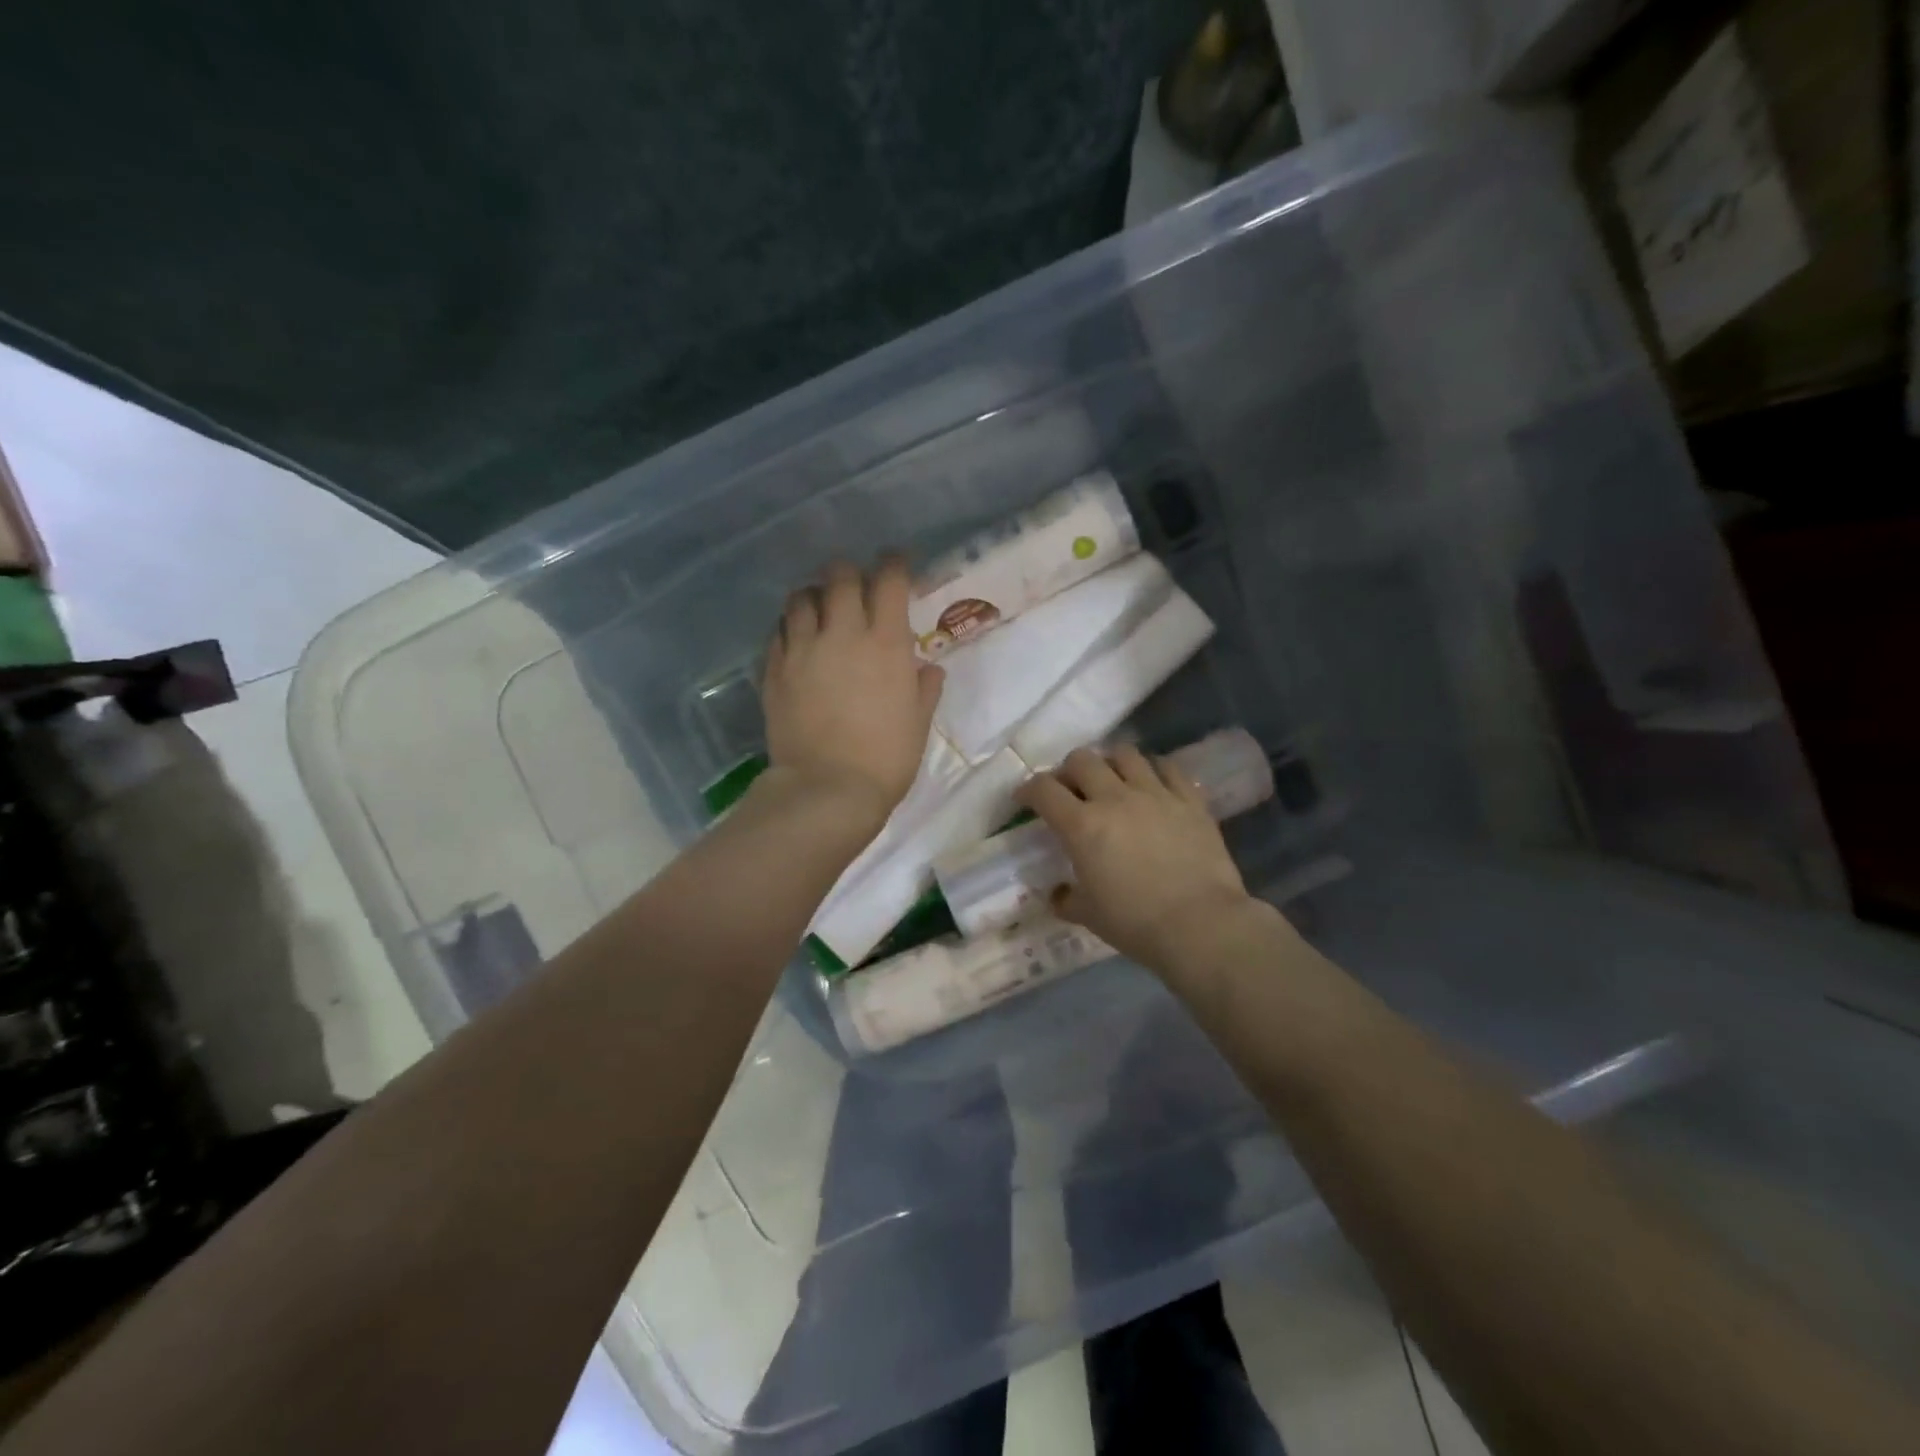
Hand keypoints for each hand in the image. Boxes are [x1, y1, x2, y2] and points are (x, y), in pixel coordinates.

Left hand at [761, 557, 944, 827]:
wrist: (826, 789)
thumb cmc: (886, 758)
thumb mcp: (918, 723)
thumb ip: (925, 688)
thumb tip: (927, 668)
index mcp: (885, 642)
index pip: (889, 579)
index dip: (894, 563)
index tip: (896, 563)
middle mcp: (842, 633)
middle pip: (840, 576)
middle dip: (850, 572)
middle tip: (856, 585)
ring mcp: (802, 649)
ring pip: (801, 597)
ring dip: (815, 595)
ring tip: (820, 607)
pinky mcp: (775, 669)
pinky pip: (779, 631)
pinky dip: (790, 626)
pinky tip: (797, 639)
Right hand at [1016, 744, 1257, 970]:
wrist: (1200, 925)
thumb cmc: (1135, 923)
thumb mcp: (1089, 916)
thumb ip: (1067, 899)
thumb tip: (1058, 894)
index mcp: (1082, 826)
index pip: (1043, 790)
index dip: (1028, 790)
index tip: (1025, 799)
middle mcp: (1114, 798)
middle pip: (1082, 760)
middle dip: (1068, 770)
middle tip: (1071, 789)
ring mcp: (1155, 794)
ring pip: (1125, 754)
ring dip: (1110, 763)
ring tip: (1112, 780)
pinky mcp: (1189, 799)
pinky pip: (1169, 768)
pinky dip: (1154, 770)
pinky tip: (1153, 783)